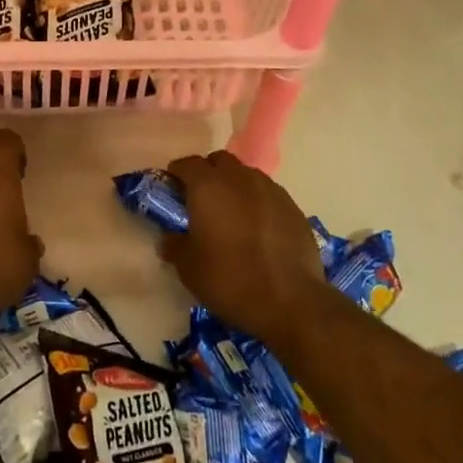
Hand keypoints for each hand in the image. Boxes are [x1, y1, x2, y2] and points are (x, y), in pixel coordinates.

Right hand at [163, 151, 331, 346]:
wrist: (290, 301)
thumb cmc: (229, 279)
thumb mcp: (188, 268)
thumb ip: (174, 245)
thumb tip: (169, 237)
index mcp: (208, 186)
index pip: (187, 164)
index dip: (176, 174)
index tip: (172, 191)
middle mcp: (239, 178)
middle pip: (219, 161)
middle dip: (208, 173)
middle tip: (201, 200)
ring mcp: (271, 190)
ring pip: (246, 175)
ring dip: (234, 186)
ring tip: (232, 214)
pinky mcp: (293, 207)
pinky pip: (268, 194)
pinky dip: (258, 202)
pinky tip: (258, 229)